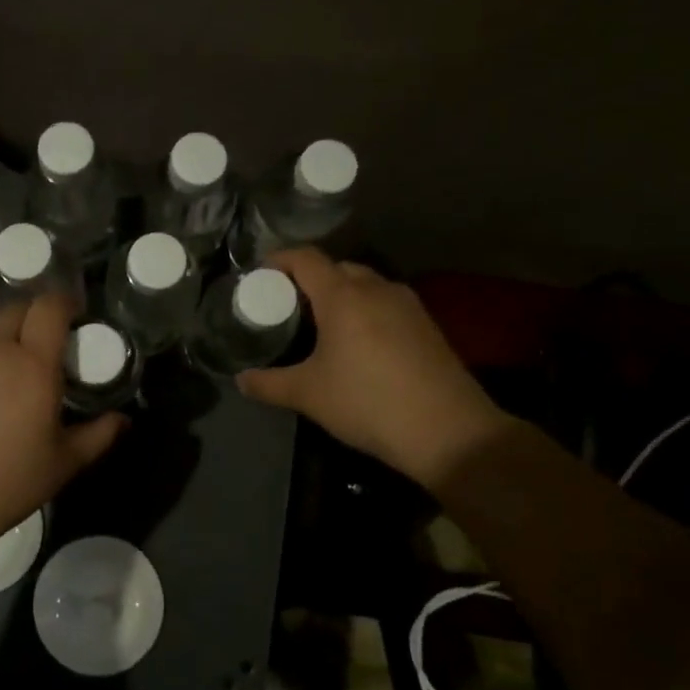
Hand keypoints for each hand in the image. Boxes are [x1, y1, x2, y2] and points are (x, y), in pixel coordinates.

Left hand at [0, 294, 125, 557]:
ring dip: (1, 347)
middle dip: (33, 317)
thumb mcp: (63, 465)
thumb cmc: (5, 485)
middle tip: (44, 345)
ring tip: (6, 383)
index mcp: (32, 364)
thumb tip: (123, 419)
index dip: (64, 302)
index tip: (75, 315)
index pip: (49, 307)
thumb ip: (98, 435)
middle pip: (15, 310)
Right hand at [236, 247, 512, 488]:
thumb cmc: (367, 403)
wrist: (448, 431)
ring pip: (365, 284)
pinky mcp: (427, 324)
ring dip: (341, 294)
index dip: (279, 259)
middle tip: (289, 305)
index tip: (261, 274)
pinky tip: (360, 343)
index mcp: (342, 295)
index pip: (305, 258)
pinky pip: (386, 303)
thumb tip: (241, 380)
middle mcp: (376, 288)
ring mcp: (407, 304)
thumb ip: (269, 384)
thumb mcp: (308, 395)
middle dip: (310, 279)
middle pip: (336, 267)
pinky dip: (366, 310)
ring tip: (322, 323)